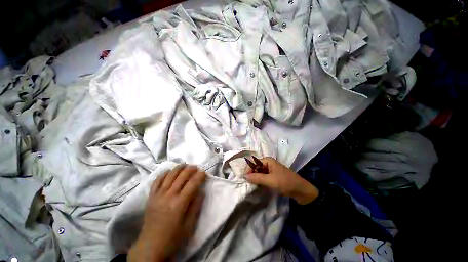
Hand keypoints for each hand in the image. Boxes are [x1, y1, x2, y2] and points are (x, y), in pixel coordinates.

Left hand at [128, 165, 205, 261]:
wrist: (150, 247)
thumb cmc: (173, 238)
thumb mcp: (189, 225)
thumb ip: (196, 206)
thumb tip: (201, 190)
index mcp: (179, 204)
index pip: (192, 184)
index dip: (200, 176)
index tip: (204, 172)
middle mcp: (168, 196)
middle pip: (181, 176)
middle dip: (191, 169)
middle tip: (196, 167)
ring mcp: (158, 195)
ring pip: (170, 175)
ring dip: (179, 168)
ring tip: (185, 165)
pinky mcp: (151, 197)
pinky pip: (157, 180)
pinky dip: (164, 173)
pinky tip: (169, 171)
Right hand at [245, 157, 318, 204]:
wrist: (301, 191)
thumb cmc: (285, 182)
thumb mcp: (270, 180)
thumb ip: (257, 178)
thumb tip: (245, 176)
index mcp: (268, 161)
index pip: (254, 163)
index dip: (248, 169)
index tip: (244, 178)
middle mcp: (268, 163)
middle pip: (256, 167)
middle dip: (251, 174)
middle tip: (247, 182)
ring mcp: (271, 170)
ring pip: (259, 173)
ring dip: (255, 178)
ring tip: (251, 185)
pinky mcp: (273, 177)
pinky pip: (263, 177)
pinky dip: (260, 181)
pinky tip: (257, 185)